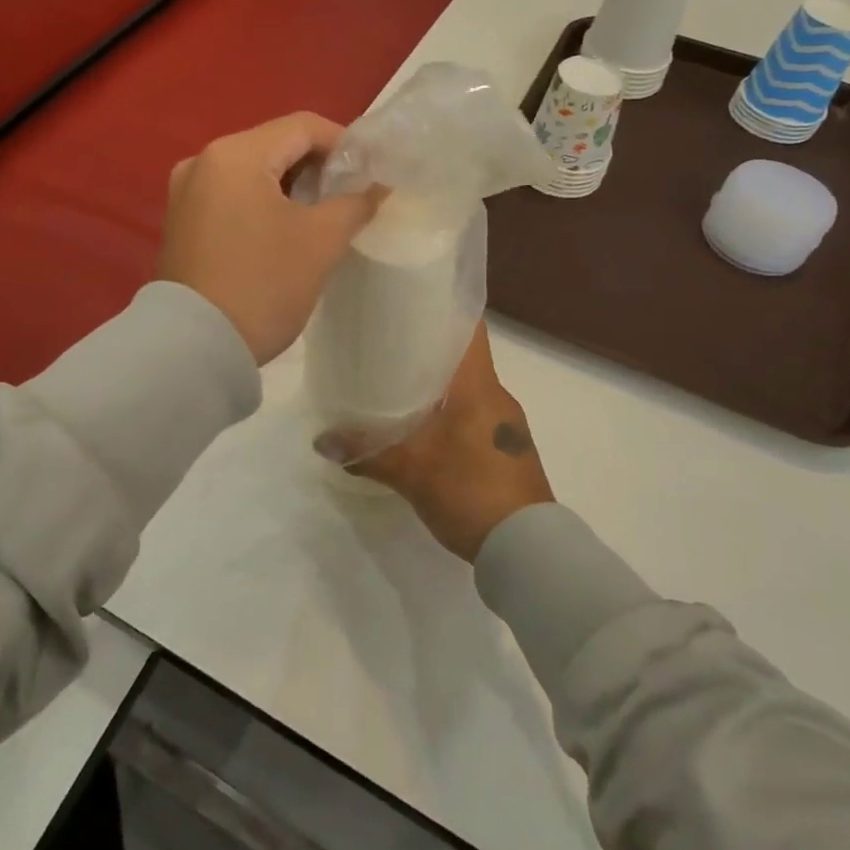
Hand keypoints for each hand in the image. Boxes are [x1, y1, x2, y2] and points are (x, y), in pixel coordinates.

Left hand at [157, 113, 383, 364]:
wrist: (196, 346)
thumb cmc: (263, 284)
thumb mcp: (321, 242)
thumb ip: (355, 203)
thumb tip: (377, 186)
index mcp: (235, 154)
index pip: (302, 127)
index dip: (345, 143)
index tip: (370, 172)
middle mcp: (202, 161)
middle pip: (275, 145)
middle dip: (317, 167)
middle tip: (350, 197)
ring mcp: (185, 192)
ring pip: (252, 172)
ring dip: (291, 186)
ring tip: (322, 216)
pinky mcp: (180, 222)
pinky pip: (231, 196)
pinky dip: (262, 203)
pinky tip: (283, 231)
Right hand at [342, 322, 554, 560]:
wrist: (527, 550)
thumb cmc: (471, 490)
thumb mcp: (412, 472)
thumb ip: (367, 453)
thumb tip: (321, 441)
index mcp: (480, 386)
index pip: (470, 327)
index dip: (444, 307)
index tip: (411, 299)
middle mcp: (497, 396)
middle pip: (464, 356)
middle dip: (429, 347)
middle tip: (387, 341)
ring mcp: (506, 424)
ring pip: (468, 387)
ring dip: (439, 382)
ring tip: (397, 382)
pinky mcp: (506, 449)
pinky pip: (474, 414)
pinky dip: (450, 410)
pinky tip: (423, 425)